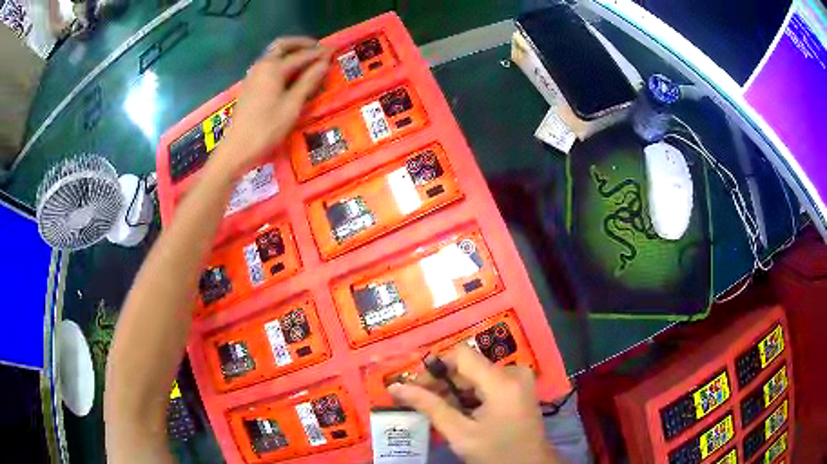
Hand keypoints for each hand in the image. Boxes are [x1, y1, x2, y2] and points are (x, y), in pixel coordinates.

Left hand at [215, 37, 331, 176]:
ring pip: (273, 54)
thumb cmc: (266, 128)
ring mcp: (254, 75)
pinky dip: (282, 62)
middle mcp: (262, 65)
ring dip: (291, 52)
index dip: (319, 53)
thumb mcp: (292, 106)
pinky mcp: (250, 85)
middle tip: (318, 49)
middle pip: (282, 45)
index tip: (334, 50)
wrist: (237, 149)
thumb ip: (308, 81)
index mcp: (273, 68)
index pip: (301, 55)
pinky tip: (291, 74)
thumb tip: (324, 63)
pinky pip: (268, 65)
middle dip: (301, 44)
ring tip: (307, 60)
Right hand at [388, 345, 558, 463]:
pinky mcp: (520, 386)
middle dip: (442, 381)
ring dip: (454, 389)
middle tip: (419, 400)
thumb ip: (429, 407)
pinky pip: (488, 381)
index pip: (461, 355)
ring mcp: (519, 378)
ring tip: (435, 408)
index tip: (415, 386)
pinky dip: (469, 393)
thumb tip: (396, 388)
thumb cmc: (495, 452)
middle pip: (469, 365)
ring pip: (477, 374)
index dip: (435, 366)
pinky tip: (457, 410)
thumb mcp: (460, 433)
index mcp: (502, 382)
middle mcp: (514, 372)